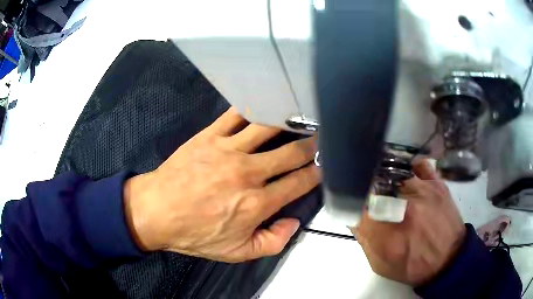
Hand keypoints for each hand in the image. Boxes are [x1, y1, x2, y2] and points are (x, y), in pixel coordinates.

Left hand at [123, 107, 320, 262]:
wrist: (156, 212)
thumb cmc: (195, 233)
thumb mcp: (237, 253)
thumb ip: (272, 242)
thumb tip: (294, 223)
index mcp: (257, 203)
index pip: (299, 182)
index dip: (317, 172)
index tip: (325, 165)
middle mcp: (248, 173)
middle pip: (291, 152)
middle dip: (312, 145)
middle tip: (322, 136)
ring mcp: (228, 150)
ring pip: (268, 128)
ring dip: (288, 122)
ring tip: (300, 117)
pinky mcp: (210, 136)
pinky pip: (236, 115)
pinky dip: (253, 107)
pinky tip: (263, 104)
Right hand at [352, 160, 465, 285]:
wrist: (448, 260)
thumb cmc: (412, 266)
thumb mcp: (380, 262)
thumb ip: (364, 238)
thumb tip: (354, 215)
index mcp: (386, 231)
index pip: (358, 202)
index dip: (352, 199)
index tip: (355, 202)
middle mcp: (403, 206)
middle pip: (375, 183)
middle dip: (369, 188)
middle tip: (372, 197)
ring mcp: (423, 190)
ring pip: (395, 171)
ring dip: (387, 179)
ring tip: (389, 188)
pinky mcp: (437, 183)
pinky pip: (418, 165)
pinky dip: (410, 169)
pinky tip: (407, 178)